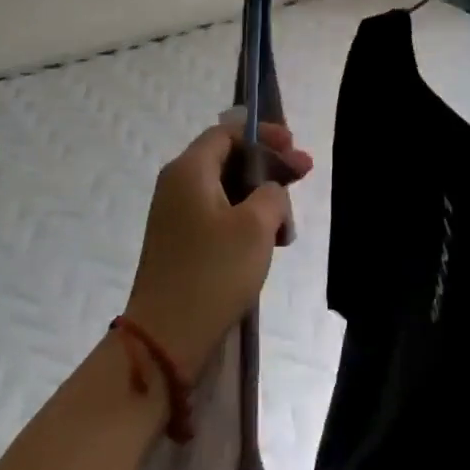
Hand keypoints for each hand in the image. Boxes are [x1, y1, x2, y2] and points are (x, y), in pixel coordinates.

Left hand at [124, 122, 311, 380]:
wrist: (167, 336)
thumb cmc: (213, 272)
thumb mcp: (256, 226)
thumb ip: (272, 193)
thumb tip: (270, 192)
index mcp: (189, 170)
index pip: (227, 132)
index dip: (264, 134)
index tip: (295, 147)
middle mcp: (177, 185)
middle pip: (227, 158)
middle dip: (267, 165)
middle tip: (303, 176)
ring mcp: (176, 216)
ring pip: (226, 190)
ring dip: (260, 197)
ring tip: (288, 221)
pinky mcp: (181, 243)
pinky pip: (218, 215)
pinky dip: (245, 220)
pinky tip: (270, 242)